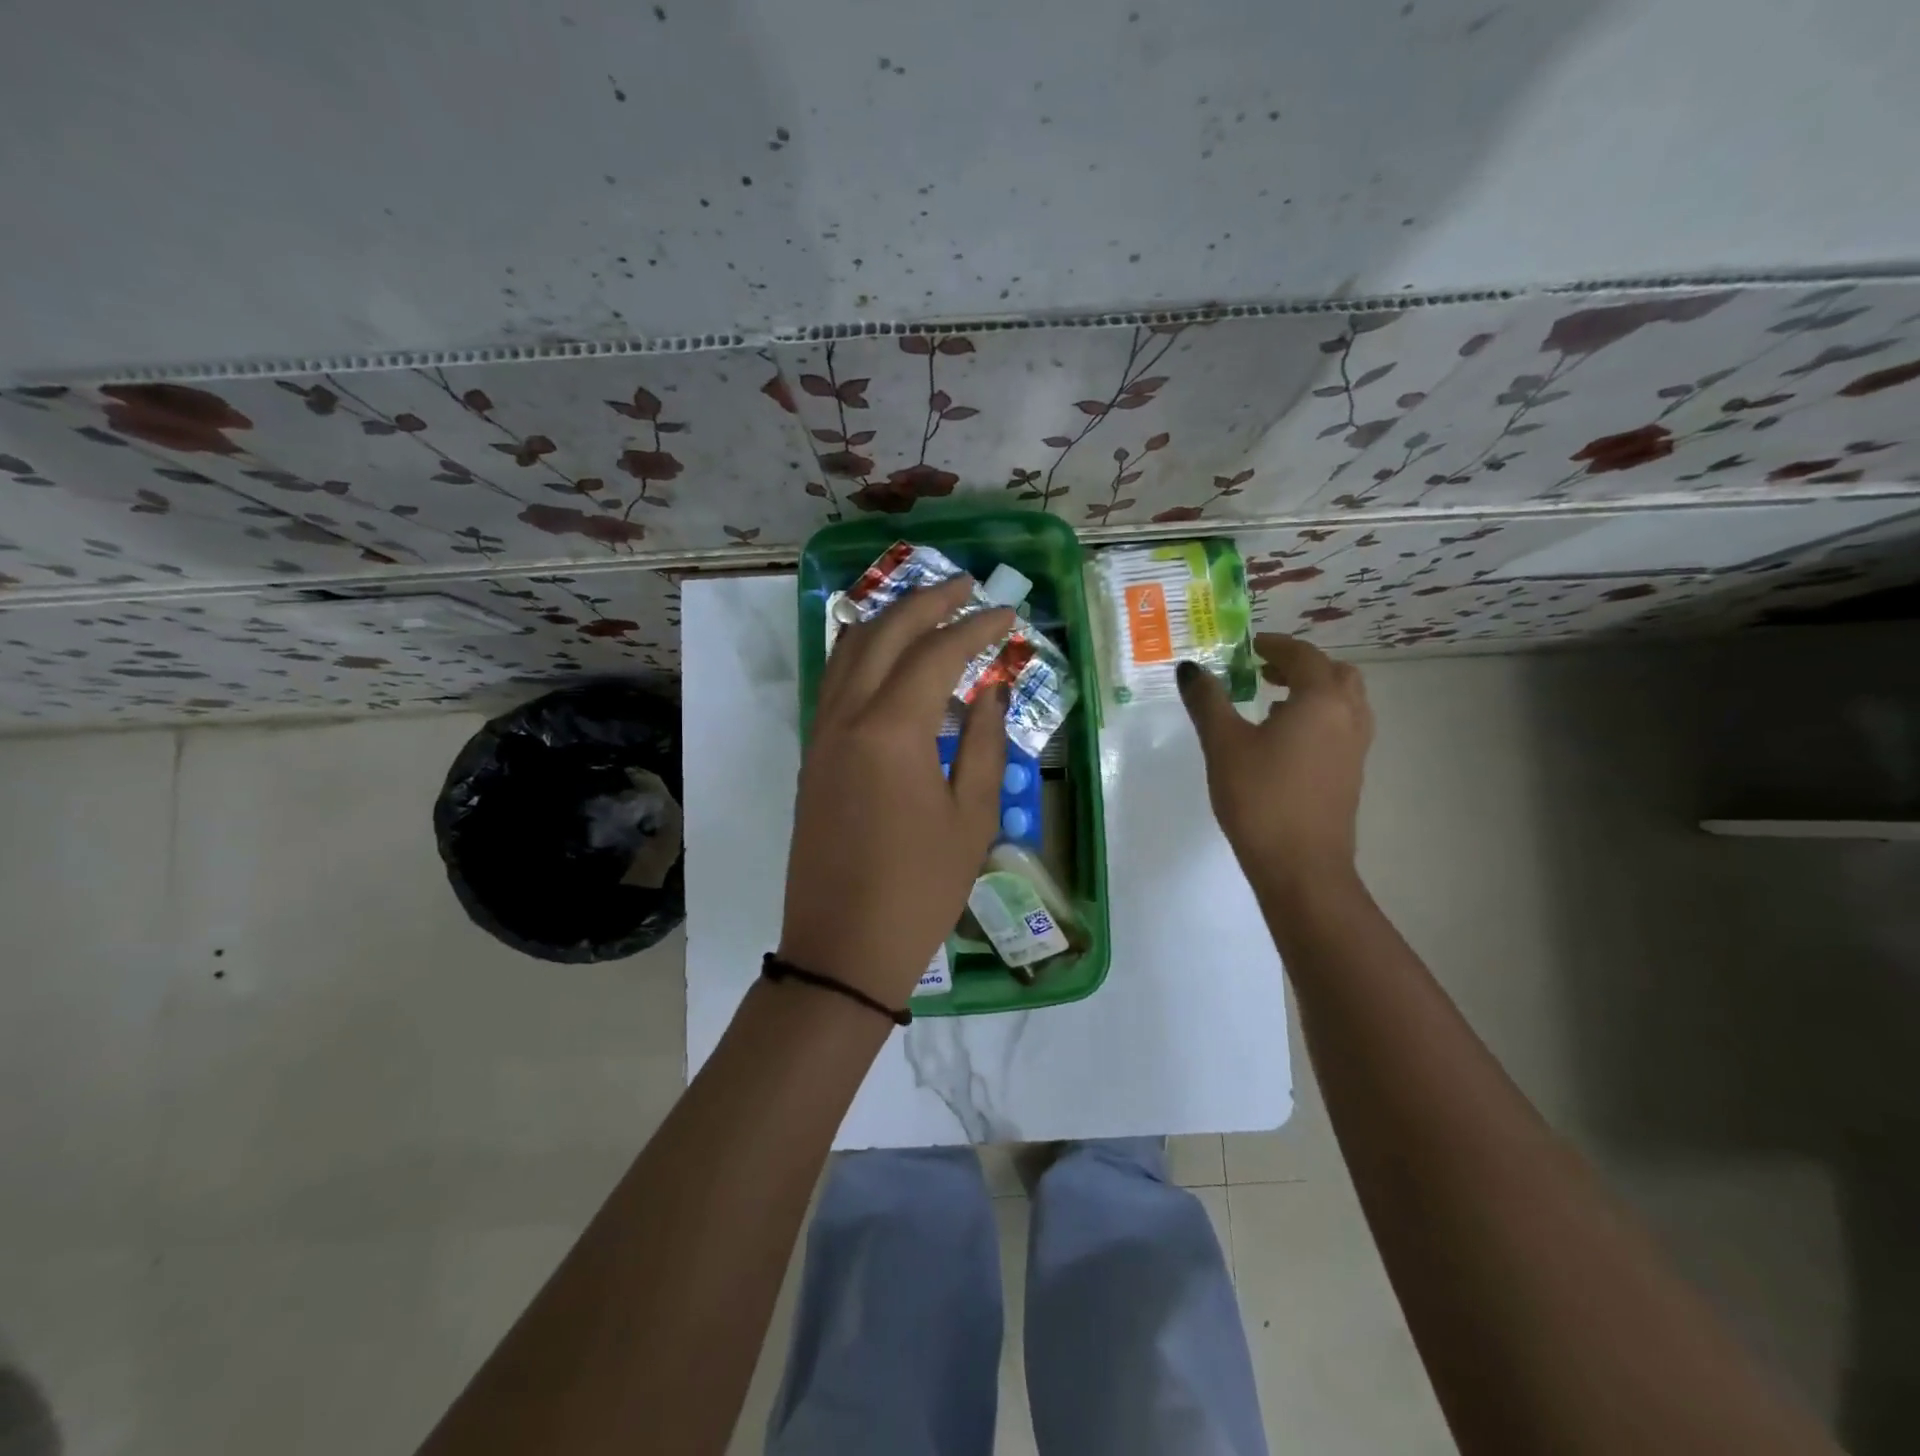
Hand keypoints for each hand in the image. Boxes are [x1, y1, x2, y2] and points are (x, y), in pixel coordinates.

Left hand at [779, 577, 1011, 1010]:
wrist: (842, 947)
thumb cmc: (919, 888)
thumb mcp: (972, 818)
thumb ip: (984, 744)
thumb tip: (990, 694)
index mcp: (891, 729)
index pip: (937, 653)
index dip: (976, 626)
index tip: (1006, 612)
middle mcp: (847, 716)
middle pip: (884, 633)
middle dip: (926, 601)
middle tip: (965, 585)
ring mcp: (821, 734)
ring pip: (847, 650)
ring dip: (888, 619)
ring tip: (926, 607)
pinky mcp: (812, 755)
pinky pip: (834, 681)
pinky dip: (862, 652)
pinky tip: (886, 656)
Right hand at [1177, 633, 1372, 891]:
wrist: (1301, 867)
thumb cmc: (1260, 797)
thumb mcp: (1223, 744)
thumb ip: (1207, 701)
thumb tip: (1190, 668)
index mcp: (1320, 700)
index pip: (1302, 656)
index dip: (1275, 645)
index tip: (1250, 646)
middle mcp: (1348, 716)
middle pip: (1336, 674)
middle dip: (1302, 666)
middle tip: (1266, 671)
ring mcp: (1355, 748)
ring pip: (1344, 702)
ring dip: (1313, 691)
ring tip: (1273, 703)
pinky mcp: (1351, 774)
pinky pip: (1341, 727)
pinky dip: (1319, 717)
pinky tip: (1284, 741)